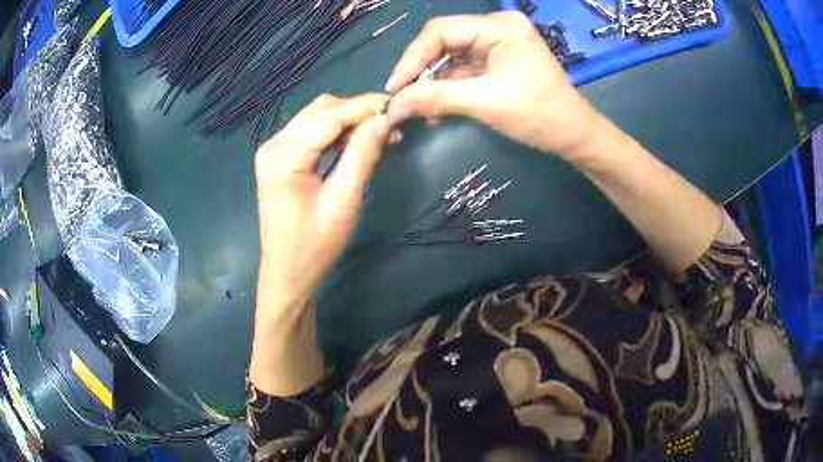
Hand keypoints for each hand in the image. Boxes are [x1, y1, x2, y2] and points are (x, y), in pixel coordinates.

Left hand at [251, 93, 388, 395]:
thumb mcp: (343, 201)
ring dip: (348, 120)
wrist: (288, 273)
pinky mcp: (280, 158)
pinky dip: (335, 132)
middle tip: (390, 124)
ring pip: (316, 117)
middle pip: (320, 110)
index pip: (328, 116)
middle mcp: (273, 145)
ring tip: (380, 133)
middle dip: (357, 111)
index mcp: (283, 157)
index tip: (397, 106)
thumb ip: (362, 155)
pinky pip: (311, 132)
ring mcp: (273, 150)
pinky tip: (357, 141)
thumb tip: (383, 120)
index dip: (364, 107)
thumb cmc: (315, 245)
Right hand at [385, 12, 601, 157]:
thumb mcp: (486, 103)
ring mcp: (498, 44)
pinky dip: (448, 88)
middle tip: (402, 99)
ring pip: (451, 58)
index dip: (412, 58)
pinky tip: (436, 109)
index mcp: (499, 27)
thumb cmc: (539, 115)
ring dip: (433, 84)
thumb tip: (393, 106)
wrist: (574, 135)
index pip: (441, 31)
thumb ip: (436, 98)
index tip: (394, 88)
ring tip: (417, 110)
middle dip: (421, 72)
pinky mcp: (498, 60)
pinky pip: (464, 69)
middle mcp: (496, 28)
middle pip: (444, 42)